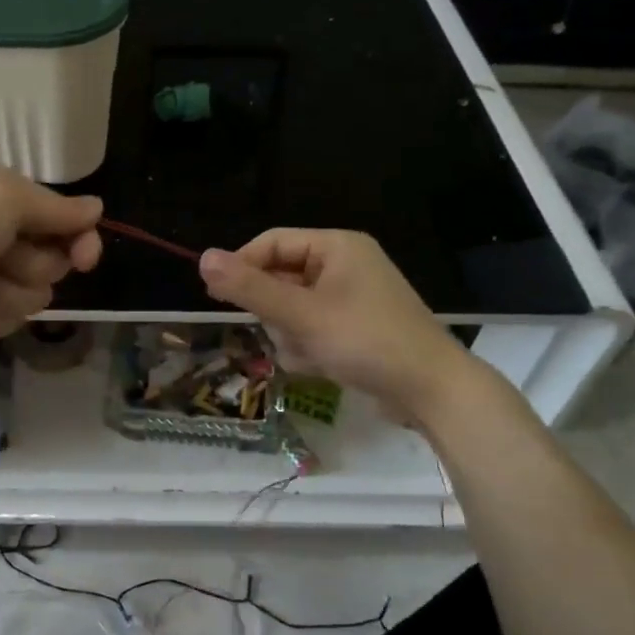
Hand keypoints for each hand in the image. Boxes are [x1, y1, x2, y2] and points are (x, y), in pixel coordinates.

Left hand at [0, 165, 103, 338]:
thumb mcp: (4, 200)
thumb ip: (56, 209)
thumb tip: (97, 208)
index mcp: (10, 198)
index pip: (69, 223)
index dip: (81, 243)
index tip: (83, 259)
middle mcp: (3, 233)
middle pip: (53, 266)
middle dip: (26, 268)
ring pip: (31, 298)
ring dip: (2, 294)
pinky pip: (5, 320)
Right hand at [198, 230, 476, 419]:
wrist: (432, 392)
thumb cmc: (366, 342)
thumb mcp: (302, 315)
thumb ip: (250, 288)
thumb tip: (202, 258)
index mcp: (336, 247)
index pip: (271, 243)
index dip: (241, 266)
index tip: (216, 296)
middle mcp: (344, 265)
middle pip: (280, 278)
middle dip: (275, 312)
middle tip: (284, 332)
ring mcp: (350, 299)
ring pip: (291, 309)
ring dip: (291, 335)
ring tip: (310, 354)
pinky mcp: (354, 328)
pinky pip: (311, 329)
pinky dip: (308, 348)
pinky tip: (322, 366)